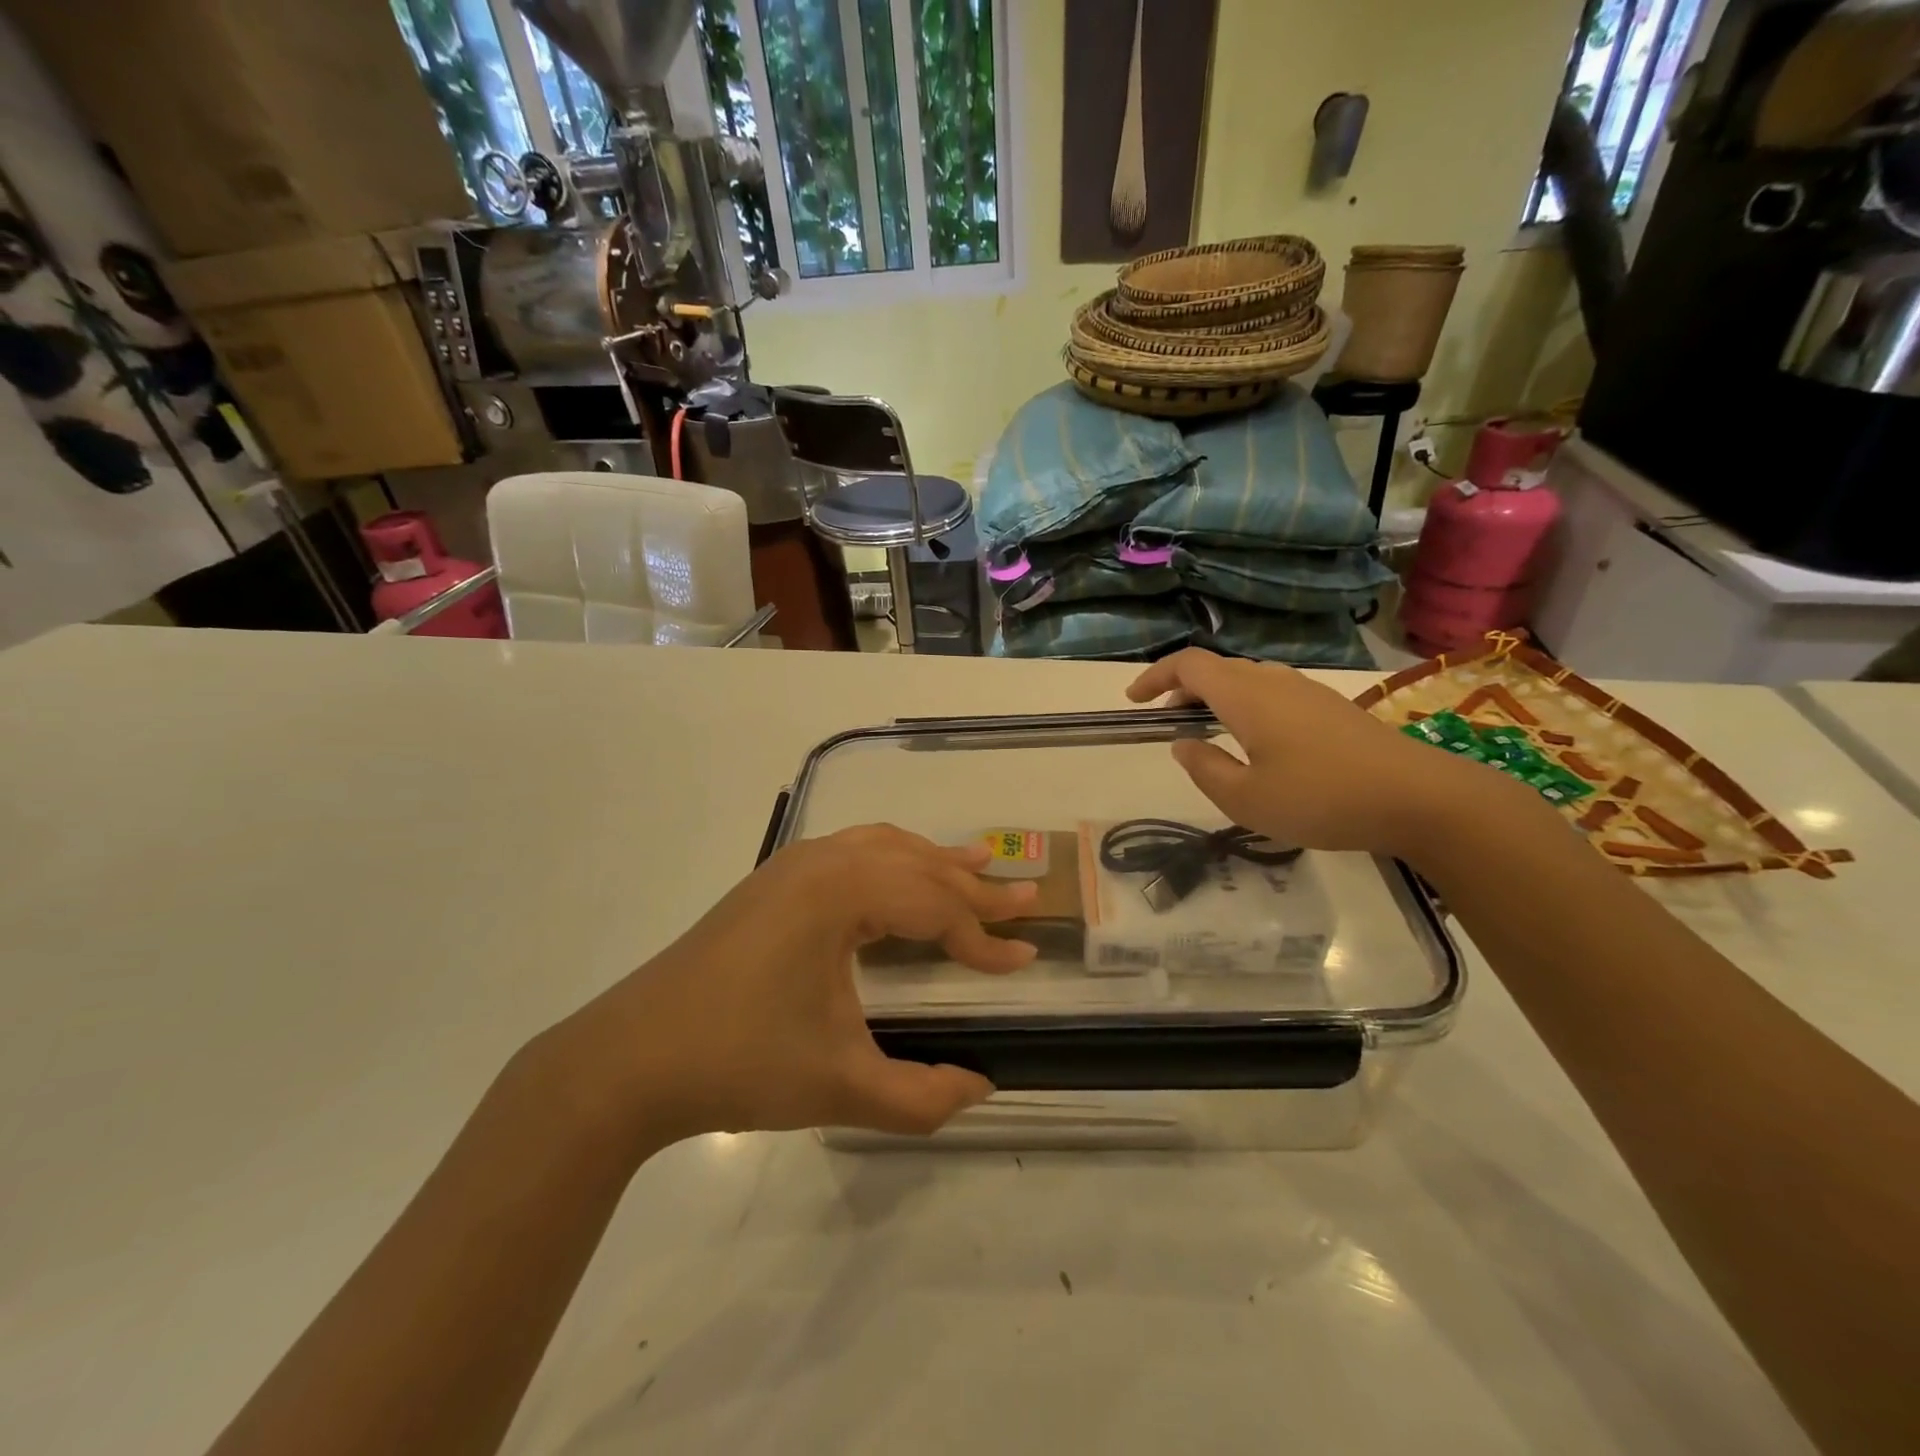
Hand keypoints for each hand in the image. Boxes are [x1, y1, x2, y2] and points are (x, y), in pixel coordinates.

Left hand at [547, 826, 1038, 1147]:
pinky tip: (899, 872)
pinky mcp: (773, 881)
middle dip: (972, 887)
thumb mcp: (840, 1087)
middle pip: (916, 865)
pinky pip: (851, 852)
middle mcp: (821, 862)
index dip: (983, 939)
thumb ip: (921, 1097)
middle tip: (1024, 897)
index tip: (1025, 959)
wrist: (631, 1057)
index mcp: (841, 894)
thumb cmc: (738, 1062)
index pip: (934, 908)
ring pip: (883, 847)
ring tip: (976, 864)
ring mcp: (792, 865)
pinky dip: (891, 857)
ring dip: (932, 860)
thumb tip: (980, 1088)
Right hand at [1128, 648, 1491, 857]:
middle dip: (1182, 686)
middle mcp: (1273, 682)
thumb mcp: (1246, 799)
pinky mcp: (1330, 707)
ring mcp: (1307, 691)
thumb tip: (1183, 744)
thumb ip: (1205, 769)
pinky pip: (1271, 691)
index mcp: (1245, 696)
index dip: (1155, 676)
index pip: (1189, 665)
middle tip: (1163, 716)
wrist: (1417, 797)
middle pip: (1217, 667)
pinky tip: (1253, 738)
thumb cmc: (1321, 798)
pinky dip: (1244, 703)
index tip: (1133, 701)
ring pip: (1246, 678)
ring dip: (1215, 694)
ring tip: (1203, 726)